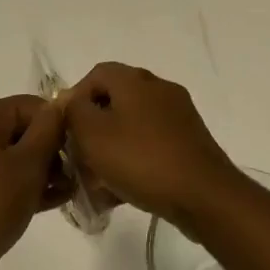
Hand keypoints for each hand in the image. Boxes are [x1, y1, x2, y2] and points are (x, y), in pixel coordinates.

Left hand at [0, 95, 66, 269]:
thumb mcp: (29, 164)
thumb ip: (48, 129)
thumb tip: (59, 104)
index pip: (30, 105)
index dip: (57, 123)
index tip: (78, 148)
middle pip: (21, 130)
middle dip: (52, 150)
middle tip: (77, 173)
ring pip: (13, 157)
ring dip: (42, 171)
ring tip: (70, 190)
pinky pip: (1, 179)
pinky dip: (24, 186)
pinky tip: (52, 201)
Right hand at [57, 62, 238, 224]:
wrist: (203, 194)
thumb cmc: (141, 159)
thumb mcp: (93, 134)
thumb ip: (74, 111)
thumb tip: (71, 101)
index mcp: (135, 79)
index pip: (96, 74)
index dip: (75, 99)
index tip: (66, 131)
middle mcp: (158, 88)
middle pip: (114, 101)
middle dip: (93, 130)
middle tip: (80, 159)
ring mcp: (178, 114)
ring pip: (132, 126)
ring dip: (112, 150)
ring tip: (98, 184)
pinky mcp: (189, 140)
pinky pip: (151, 144)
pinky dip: (134, 161)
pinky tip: (123, 191)